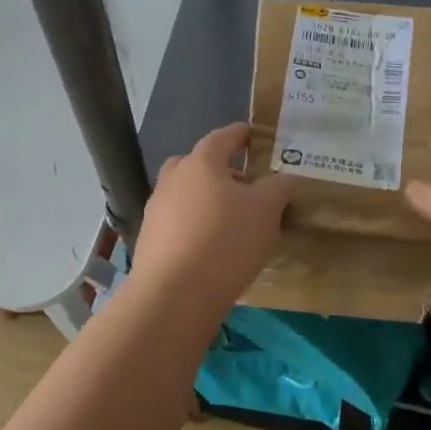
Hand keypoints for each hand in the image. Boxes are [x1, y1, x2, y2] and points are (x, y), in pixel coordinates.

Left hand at [130, 123, 293, 313]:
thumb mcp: (266, 211)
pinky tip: (211, 248)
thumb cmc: (225, 241)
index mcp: (200, 163)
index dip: (240, 134)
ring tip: (231, 221)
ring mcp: (156, 211)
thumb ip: (277, 188)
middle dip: (218, 169)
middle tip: (242, 184)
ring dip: (204, 200)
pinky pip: (177, 223)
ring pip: (184, 195)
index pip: (222, 137)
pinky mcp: (149, 241)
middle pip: (195, 164)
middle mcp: (172, 180)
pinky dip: (194, 227)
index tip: (253, 135)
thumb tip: (281, 180)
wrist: (174, 295)